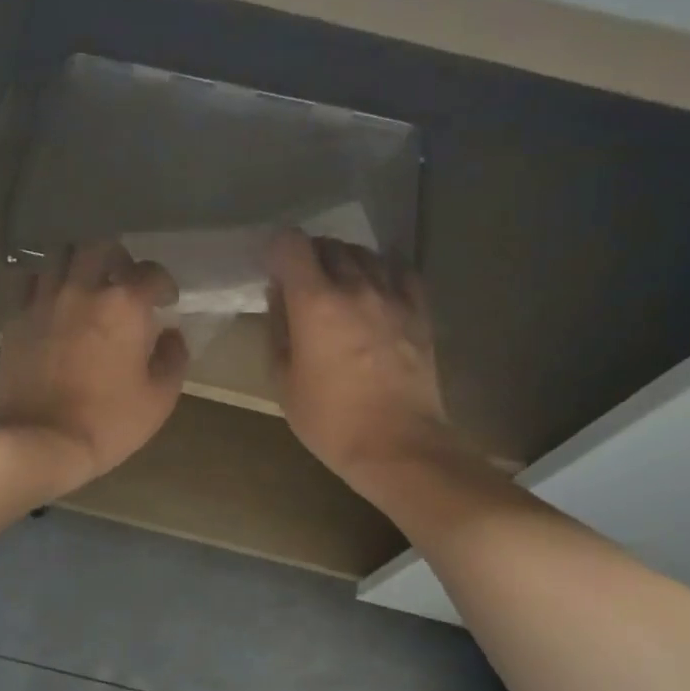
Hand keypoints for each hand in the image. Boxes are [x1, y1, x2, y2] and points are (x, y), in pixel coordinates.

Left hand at [0, 240, 188, 492]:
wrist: (40, 441)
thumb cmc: (108, 422)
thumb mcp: (158, 399)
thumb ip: (172, 359)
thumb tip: (171, 335)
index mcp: (125, 305)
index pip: (151, 272)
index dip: (163, 284)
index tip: (165, 301)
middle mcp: (83, 289)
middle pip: (101, 247)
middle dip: (118, 258)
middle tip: (122, 282)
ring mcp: (44, 300)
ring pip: (60, 256)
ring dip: (78, 265)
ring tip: (85, 286)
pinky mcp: (16, 318)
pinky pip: (31, 283)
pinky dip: (46, 284)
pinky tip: (53, 303)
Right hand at [266, 228, 450, 482]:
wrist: (396, 445)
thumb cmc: (330, 420)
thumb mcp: (283, 381)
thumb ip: (278, 331)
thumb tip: (279, 297)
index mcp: (315, 303)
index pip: (291, 244)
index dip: (276, 248)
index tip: (270, 267)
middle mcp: (355, 287)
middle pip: (329, 245)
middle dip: (309, 255)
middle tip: (299, 280)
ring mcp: (392, 296)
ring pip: (365, 254)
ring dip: (344, 260)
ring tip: (337, 283)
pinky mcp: (419, 311)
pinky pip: (400, 271)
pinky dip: (382, 270)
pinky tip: (376, 286)